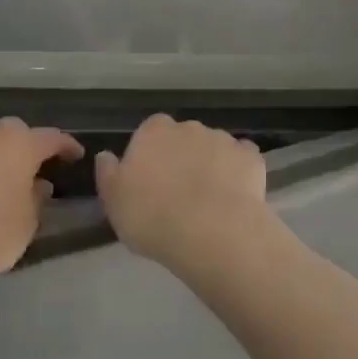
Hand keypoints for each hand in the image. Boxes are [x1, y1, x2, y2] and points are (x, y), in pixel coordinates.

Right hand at [94, 114, 270, 273]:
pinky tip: (235, 196)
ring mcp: (223, 139)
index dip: (150, 155)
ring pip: (213, 148)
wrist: (211, 231)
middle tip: (178, 193)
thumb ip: (108, 174)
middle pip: (183, 138)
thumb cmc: (153, 216)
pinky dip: (239, 172)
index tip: (150, 182)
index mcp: (153, 132)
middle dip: (182, 157)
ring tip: (209, 201)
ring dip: (210, 164)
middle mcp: (189, 127)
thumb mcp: (114, 202)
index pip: (149, 132)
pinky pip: (242, 159)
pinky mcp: (251, 157)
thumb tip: (106, 156)